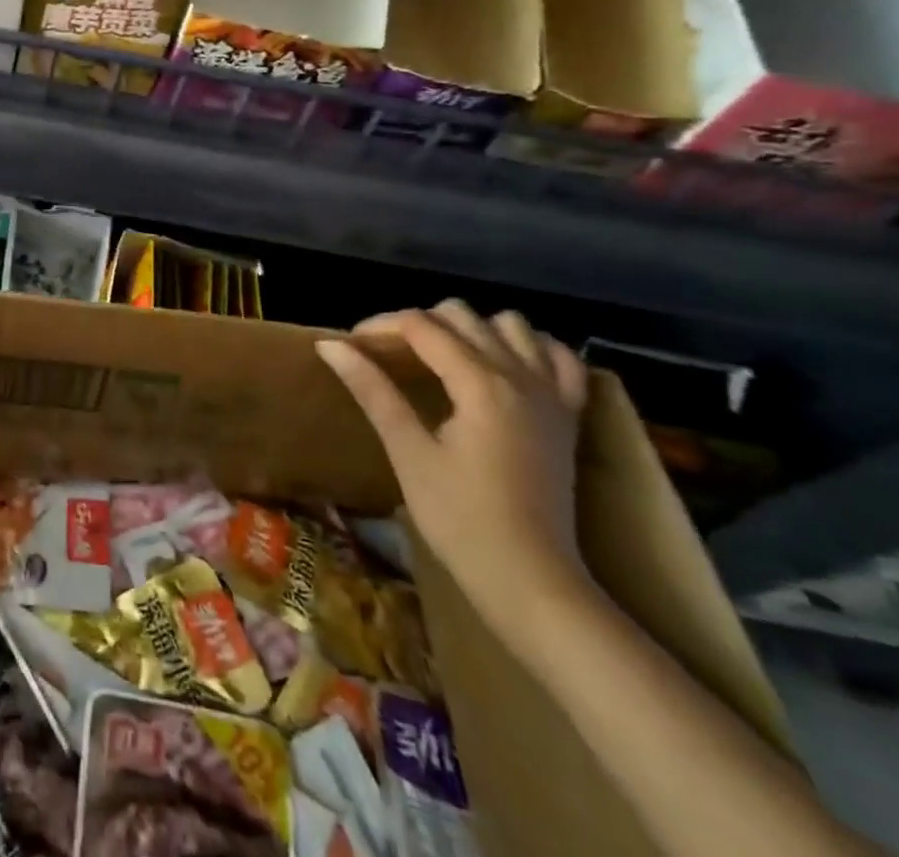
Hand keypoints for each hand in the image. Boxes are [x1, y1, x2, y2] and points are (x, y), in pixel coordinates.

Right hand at [316, 300, 591, 633]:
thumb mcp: (408, 452)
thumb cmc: (460, 519)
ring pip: (512, 326)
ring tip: (441, 356)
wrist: (532, 583)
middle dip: (418, 324)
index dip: (380, 326)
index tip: (351, 345)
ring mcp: (552, 394)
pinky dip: (528, 347)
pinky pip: (558, 357)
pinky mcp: (569, 416)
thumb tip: (330, 345)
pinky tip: (502, 364)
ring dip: (471, 329)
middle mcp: (521, 376)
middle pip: (462, 316)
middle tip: (387, 354)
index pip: (422, 326)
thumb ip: (372, 390)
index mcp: (481, 384)